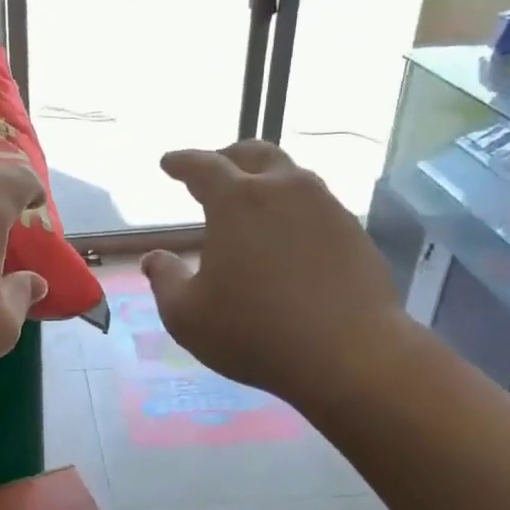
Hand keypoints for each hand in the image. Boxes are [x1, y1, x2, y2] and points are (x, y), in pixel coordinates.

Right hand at [141, 141, 409, 404]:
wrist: (350, 356)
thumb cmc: (255, 333)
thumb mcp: (187, 315)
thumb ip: (165, 281)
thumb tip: (155, 259)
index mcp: (237, 202)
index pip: (203, 166)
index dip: (182, 162)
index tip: (168, 163)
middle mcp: (285, 190)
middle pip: (255, 154)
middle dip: (228, 156)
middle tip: (213, 171)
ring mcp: (326, 208)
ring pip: (292, 177)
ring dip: (266, 181)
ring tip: (251, 204)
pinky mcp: (354, 232)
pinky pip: (316, 206)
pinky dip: (293, 210)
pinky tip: (287, 238)